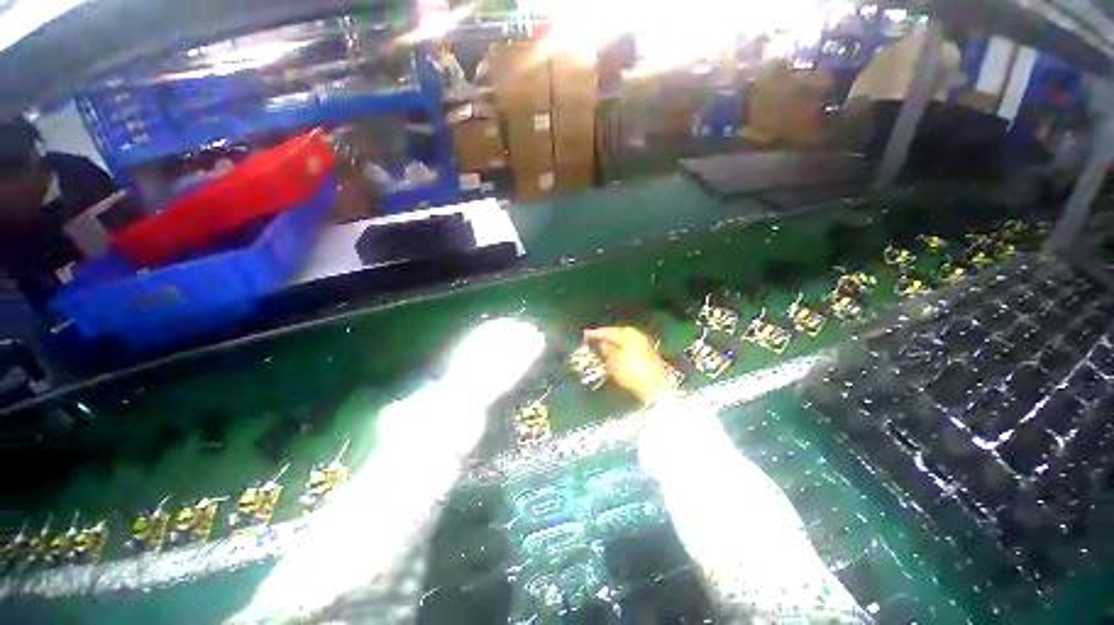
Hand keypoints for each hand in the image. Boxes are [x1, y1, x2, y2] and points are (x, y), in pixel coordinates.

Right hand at [585, 327, 672, 404]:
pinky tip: (617, 352)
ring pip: (626, 338)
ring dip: (615, 340)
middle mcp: (637, 336)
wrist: (655, 387)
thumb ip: (607, 350)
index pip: (609, 331)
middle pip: (619, 332)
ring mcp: (644, 344)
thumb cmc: (631, 372)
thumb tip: (603, 343)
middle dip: (608, 334)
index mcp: (628, 335)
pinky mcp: (648, 353)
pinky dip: (623, 346)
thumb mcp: (614, 362)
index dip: (596, 333)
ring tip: (605, 345)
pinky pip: (631, 344)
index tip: (586, 334)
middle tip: (596, 337)